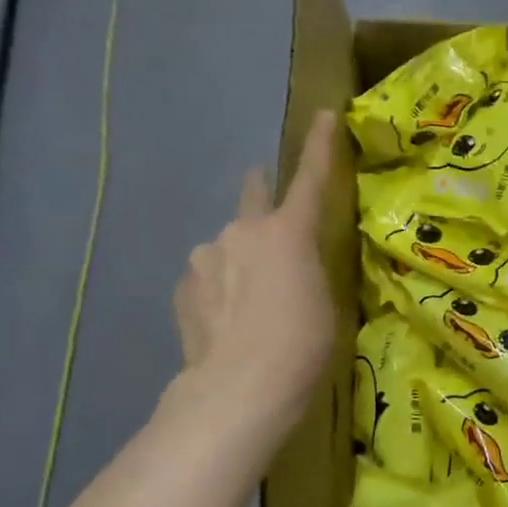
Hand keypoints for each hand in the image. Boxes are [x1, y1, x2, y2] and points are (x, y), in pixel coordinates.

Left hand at [170, 112, 338, 436]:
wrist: (238, 391)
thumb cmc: (302, 346)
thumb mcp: (325, 302)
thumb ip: (306, 269)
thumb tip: (289, 265)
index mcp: (287, 232)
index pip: (309, 180)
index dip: (320, 147)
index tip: (325, 115)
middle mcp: (240, 232)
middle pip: (253, 197)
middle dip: (260, 190)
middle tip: (265, 197)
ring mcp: (204, 258)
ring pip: (227, 247)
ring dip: (238, 260)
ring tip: (250, 304)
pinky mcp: (182, 290)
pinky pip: (207, 279)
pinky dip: (218, 290)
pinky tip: (226, 322)